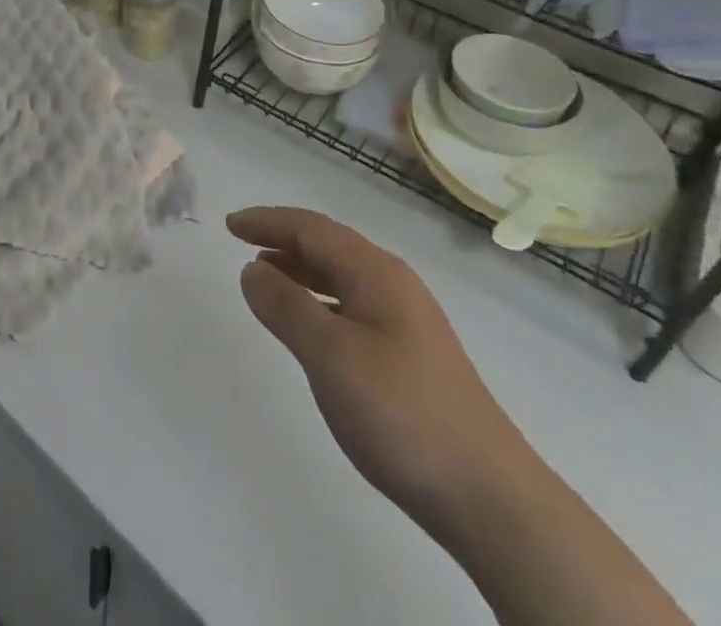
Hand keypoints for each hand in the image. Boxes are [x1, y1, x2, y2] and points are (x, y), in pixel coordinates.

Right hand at [227, 206, 535, 535]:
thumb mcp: (331, 356)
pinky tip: (311, 326)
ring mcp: (407, 321)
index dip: (268, 222)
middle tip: (243, 243)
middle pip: (329, 245)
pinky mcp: (412, 355)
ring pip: (342, 277)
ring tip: (266, 279)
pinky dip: (321, 301)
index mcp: (376, 273)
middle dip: (284, 239)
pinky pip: (353, 306)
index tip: (230, 224)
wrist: (490, 498)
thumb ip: (287, 307)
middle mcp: (393, 285)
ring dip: (301, 270)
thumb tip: (252, 269)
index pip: (312, 229)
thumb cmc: (402, 414)